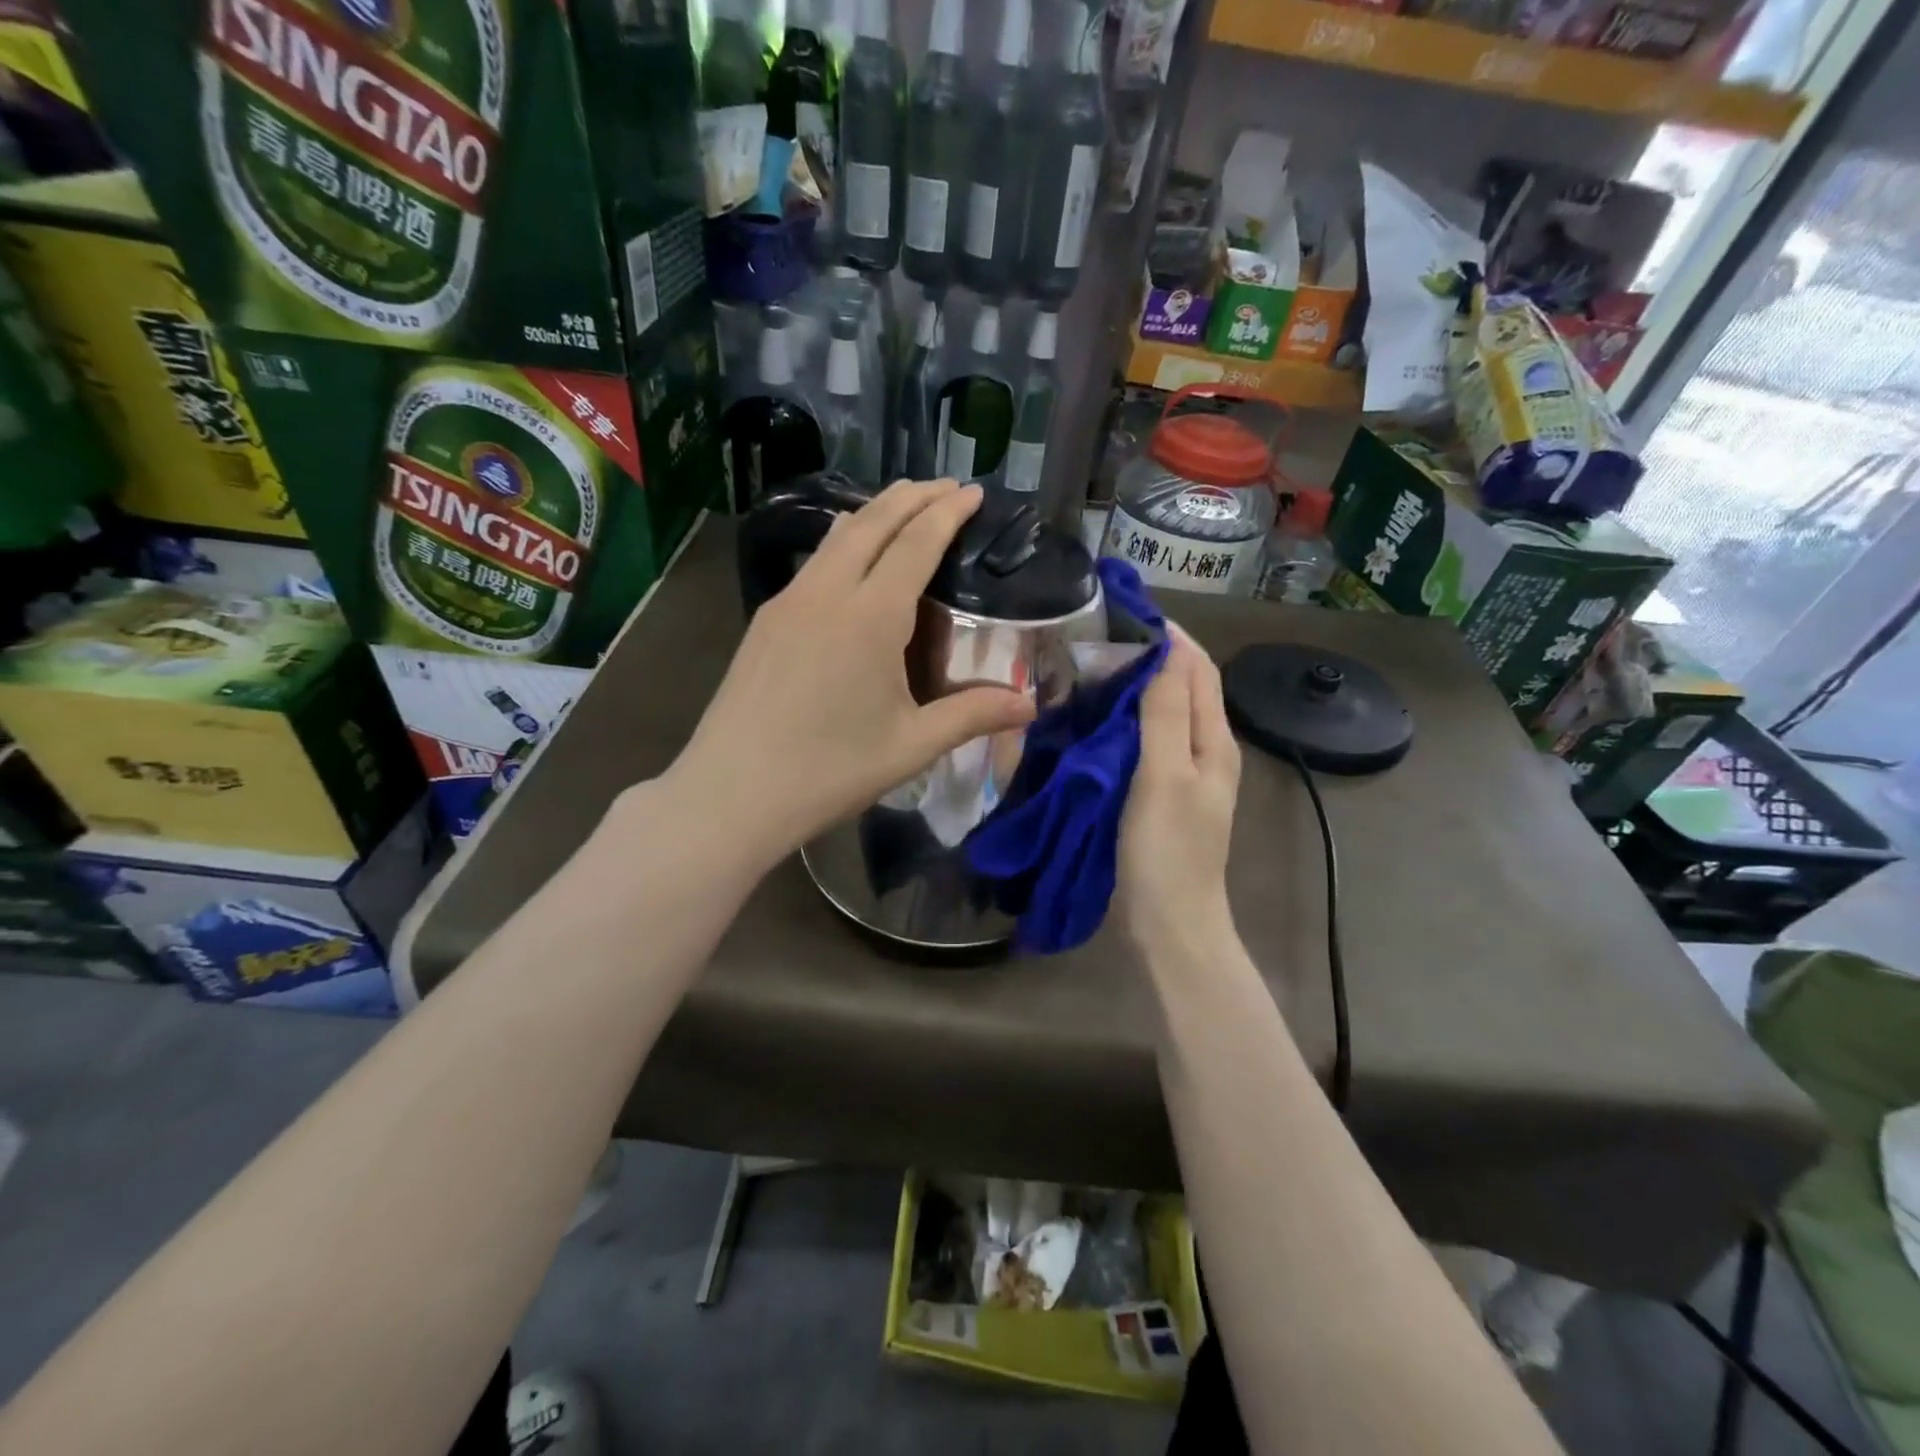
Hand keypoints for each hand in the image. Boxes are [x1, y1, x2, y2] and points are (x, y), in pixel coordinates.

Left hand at [669, 479, 1035, 863]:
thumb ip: (972, 715)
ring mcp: (788, 601)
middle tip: (946, 487)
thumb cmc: (829, 771)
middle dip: (913, 496)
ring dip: (876, 513)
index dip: (948, 512)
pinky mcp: (765, 620)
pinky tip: (853, 561)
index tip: (972, 491)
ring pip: (837, 536)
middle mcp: (827, 592)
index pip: (916, 542)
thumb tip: (1030, 705)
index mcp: (870, 616)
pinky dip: (846, 542)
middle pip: (873, 521)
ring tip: (904, 507)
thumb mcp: (911, 745)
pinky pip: (815, 562)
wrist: (732, 793)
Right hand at [1119, 629, 1241, 961]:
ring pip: (1162, 715)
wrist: (1169, 923)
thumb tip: (1166, 652)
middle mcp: (1205, 751)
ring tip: (1091, 669)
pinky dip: (1124, 722)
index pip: (1199, 669)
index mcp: (1214, 741)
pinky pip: (1145, 743)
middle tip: (1099, 639)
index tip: (1127, 611)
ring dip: (1134, 689)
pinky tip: (1093, 720)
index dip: (1170, 638)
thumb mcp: (1165, 776)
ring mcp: (1183, 775)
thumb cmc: (1167, 850)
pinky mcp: (1159, 794)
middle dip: (1150, 658)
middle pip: (1183, 688)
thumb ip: (1167, 714)